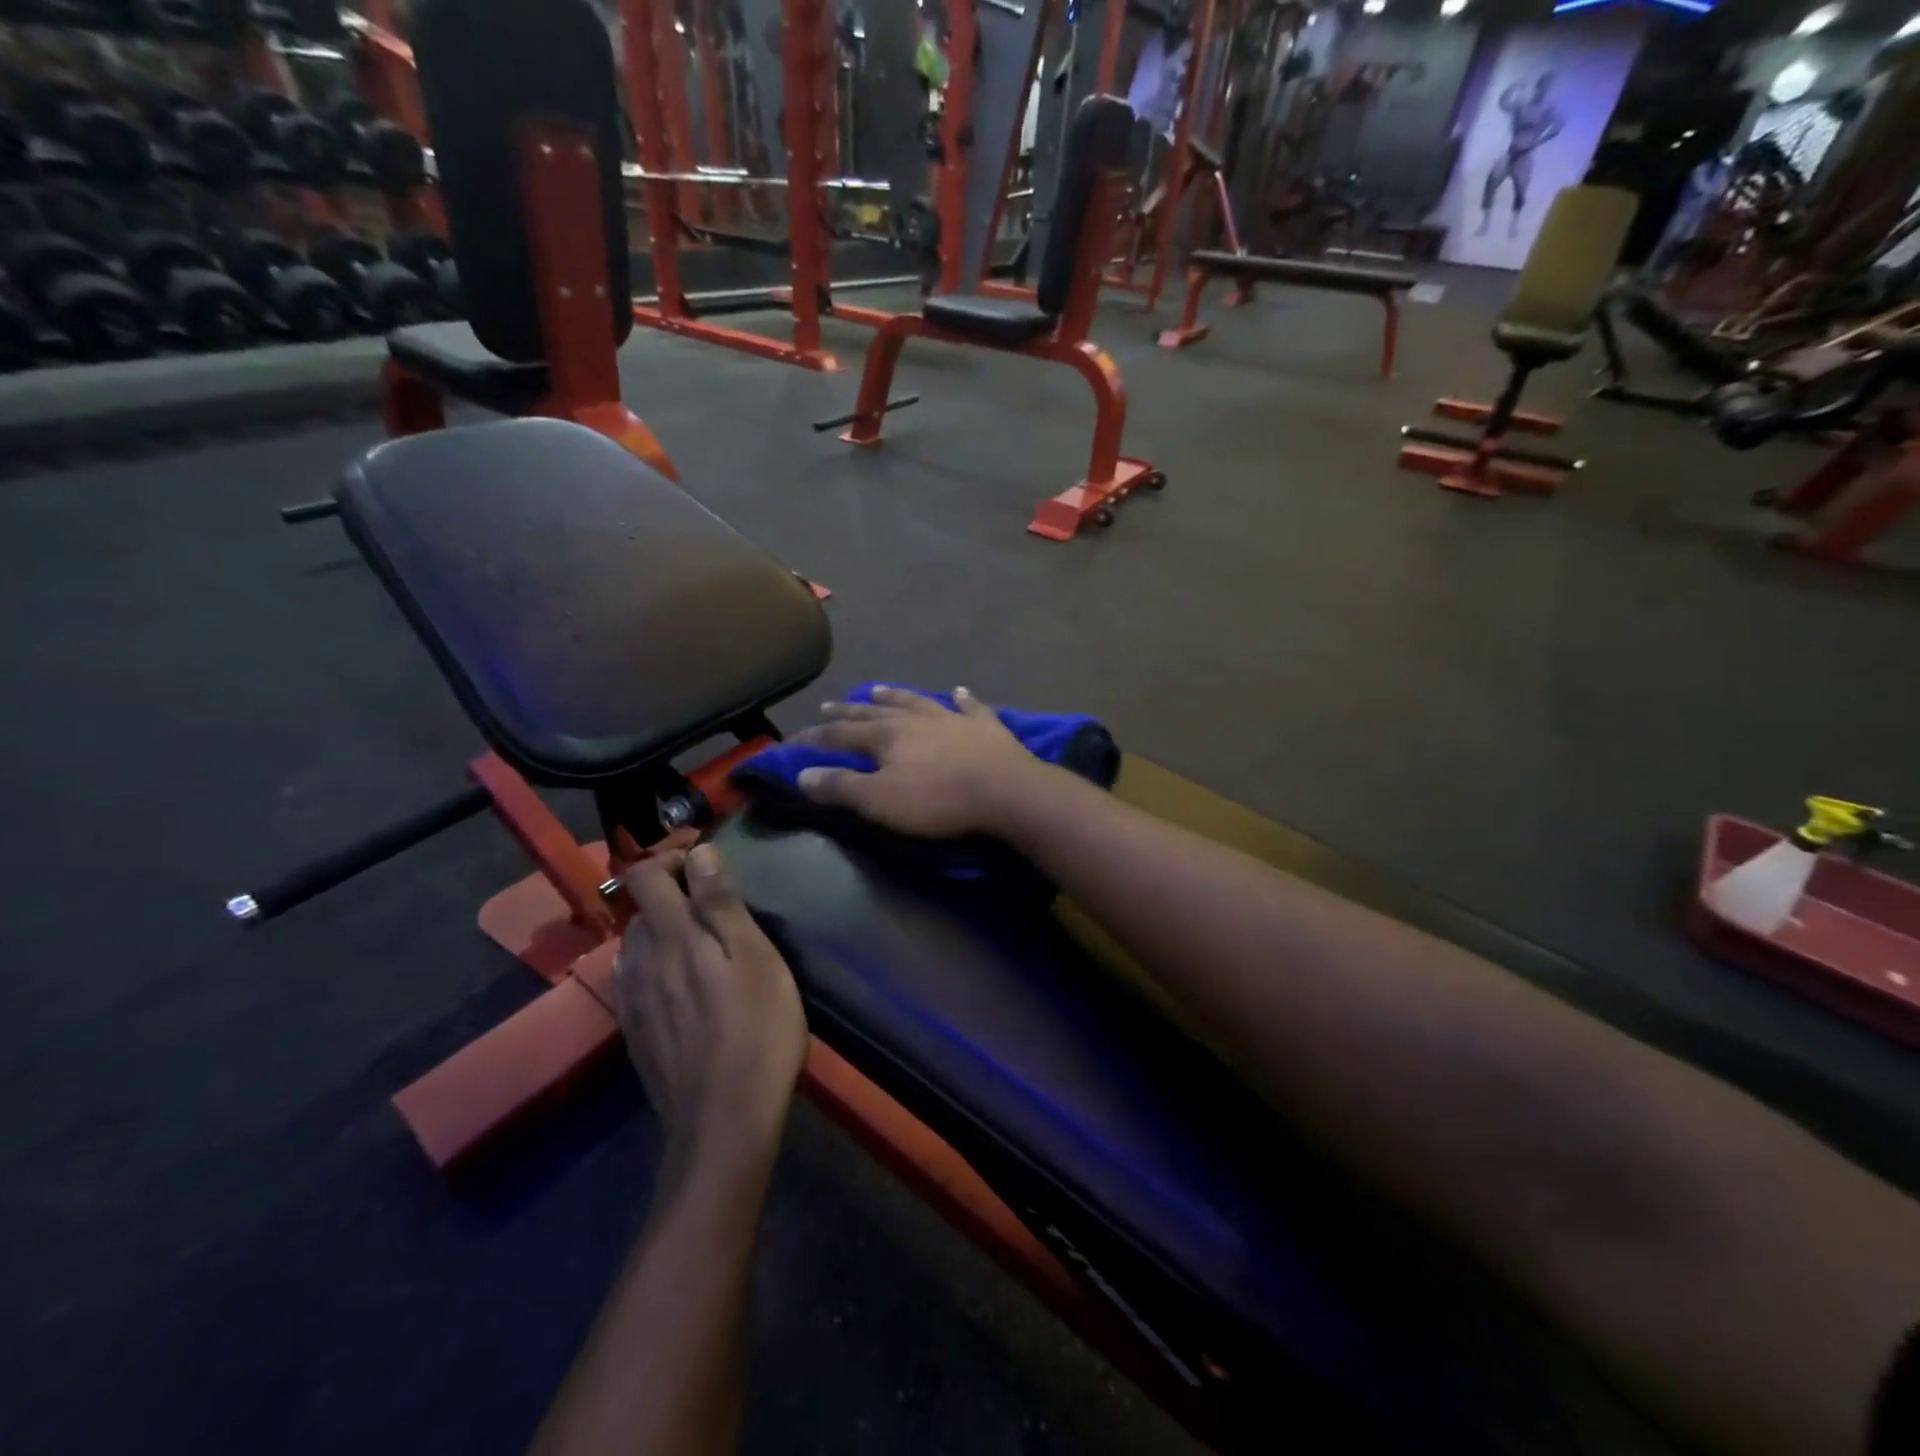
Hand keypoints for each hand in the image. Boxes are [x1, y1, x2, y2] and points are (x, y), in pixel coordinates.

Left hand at [612, 845, 807, 1165]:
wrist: (725, 1121)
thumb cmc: (757, 1028)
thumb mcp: (755, 956)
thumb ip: (722, 902)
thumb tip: (699, 852)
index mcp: (670, 936)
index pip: (643, 874)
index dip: (669, 859)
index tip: (704, 866)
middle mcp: (638, 961)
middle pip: (641, 910)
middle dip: (673, 898)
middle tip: (718, 913)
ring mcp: (631, 1001)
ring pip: (637, 947)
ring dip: (665, 936)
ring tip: (706, 953)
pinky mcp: (633, 1033)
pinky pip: (636, 982)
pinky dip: (658, 970)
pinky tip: (687, 992)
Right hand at [792, 686, 1045, 838]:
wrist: (1005, 791)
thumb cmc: (938, 801)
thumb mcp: (880, 801)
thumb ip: (840, 787)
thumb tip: (801, 773)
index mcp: (887, 736)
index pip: (841, 734)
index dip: (816, 737)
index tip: (795, 739)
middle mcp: (916, 719)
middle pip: (875, 712)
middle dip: (849, 711)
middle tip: (829, 705)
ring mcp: (952, 718)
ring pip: (916, 702)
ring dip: (895, 696)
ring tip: (877, 690)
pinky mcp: (986, 726)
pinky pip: (970, 706)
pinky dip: (963, 698)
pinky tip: (959, 691)